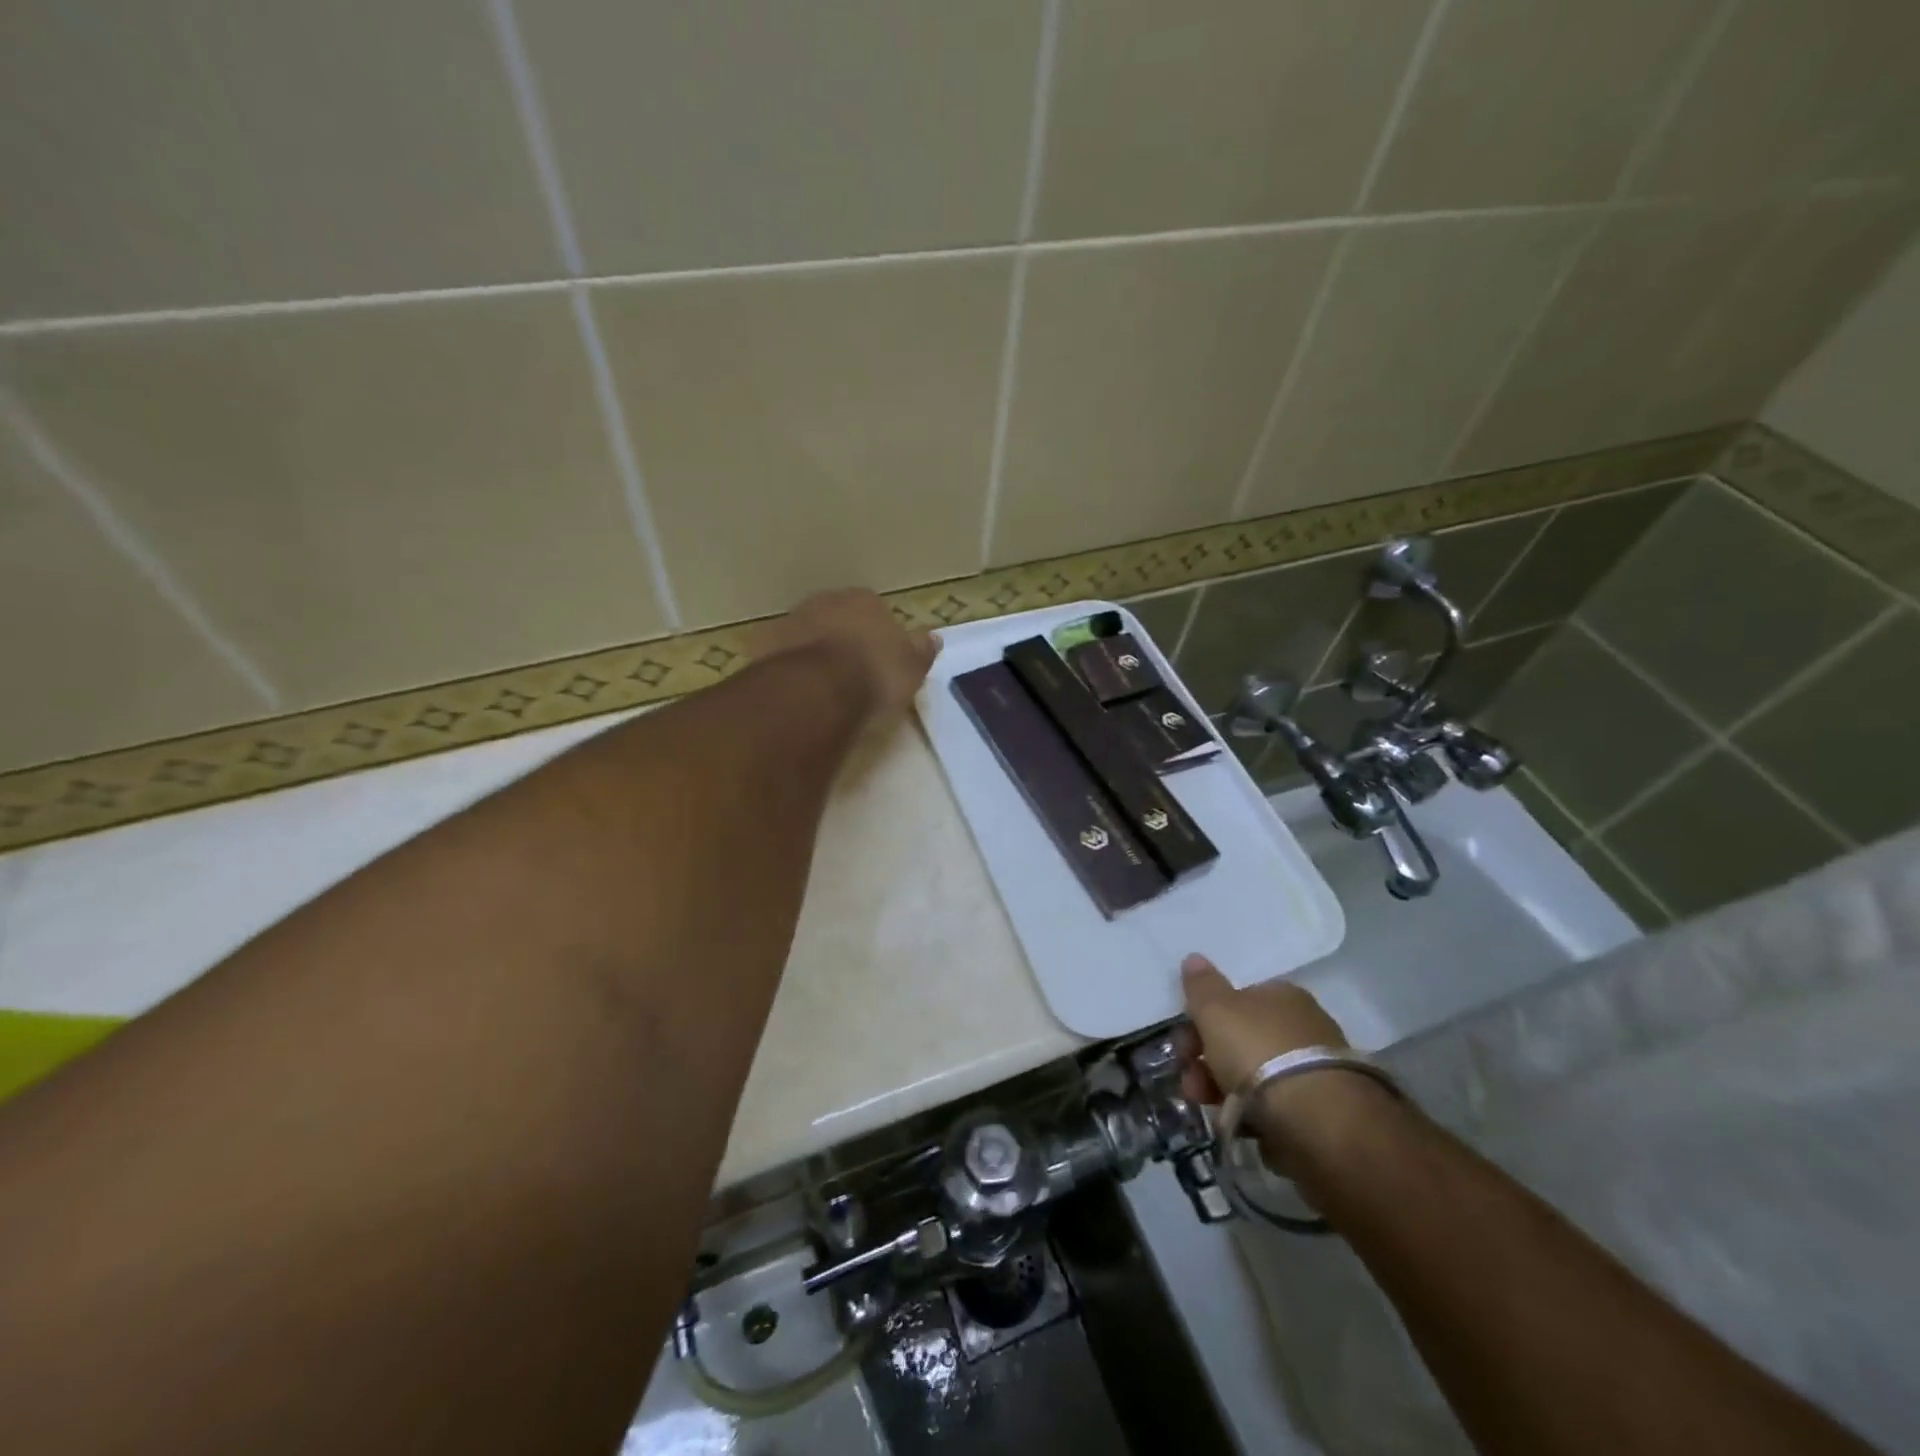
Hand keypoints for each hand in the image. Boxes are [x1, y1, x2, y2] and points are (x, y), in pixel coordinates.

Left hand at [752, 589, 937, 725]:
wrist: (816, 692)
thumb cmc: (874, 676)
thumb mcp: (912, 668)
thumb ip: (921, 650)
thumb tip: (932, 638)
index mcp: (864, 600)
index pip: (875, 609)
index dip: (878, 633)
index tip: (880, 657)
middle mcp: (824, 601)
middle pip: (836, 617)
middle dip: (842, 637)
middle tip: (851, 671)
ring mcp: (790, 621)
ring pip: (806, 633)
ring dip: (813, 651)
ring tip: (822, 686)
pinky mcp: (762, 647)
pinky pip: (781, 656)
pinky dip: (788, 669)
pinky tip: (796, 692)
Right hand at [1177, 953, 1394, 1170]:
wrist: (1318, 1120)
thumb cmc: (1259, 1052)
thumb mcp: (1216, 1010)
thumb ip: (1201, 985)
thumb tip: (1194, 958)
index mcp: (1282, 995)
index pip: (1237, 1000)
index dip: (1204, 1019)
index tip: (1185, 1044)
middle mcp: (1303, 1026)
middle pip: (1242, 1039)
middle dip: (1207, 1059)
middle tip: (1190, 1082)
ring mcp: (1315, 1070)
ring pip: (1255, 1075)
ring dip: (1222, 1088)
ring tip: (1207, 1107)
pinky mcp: (1323, 1111)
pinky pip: (1274, 1106)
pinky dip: (1253, 1114)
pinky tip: (1241, 1125)